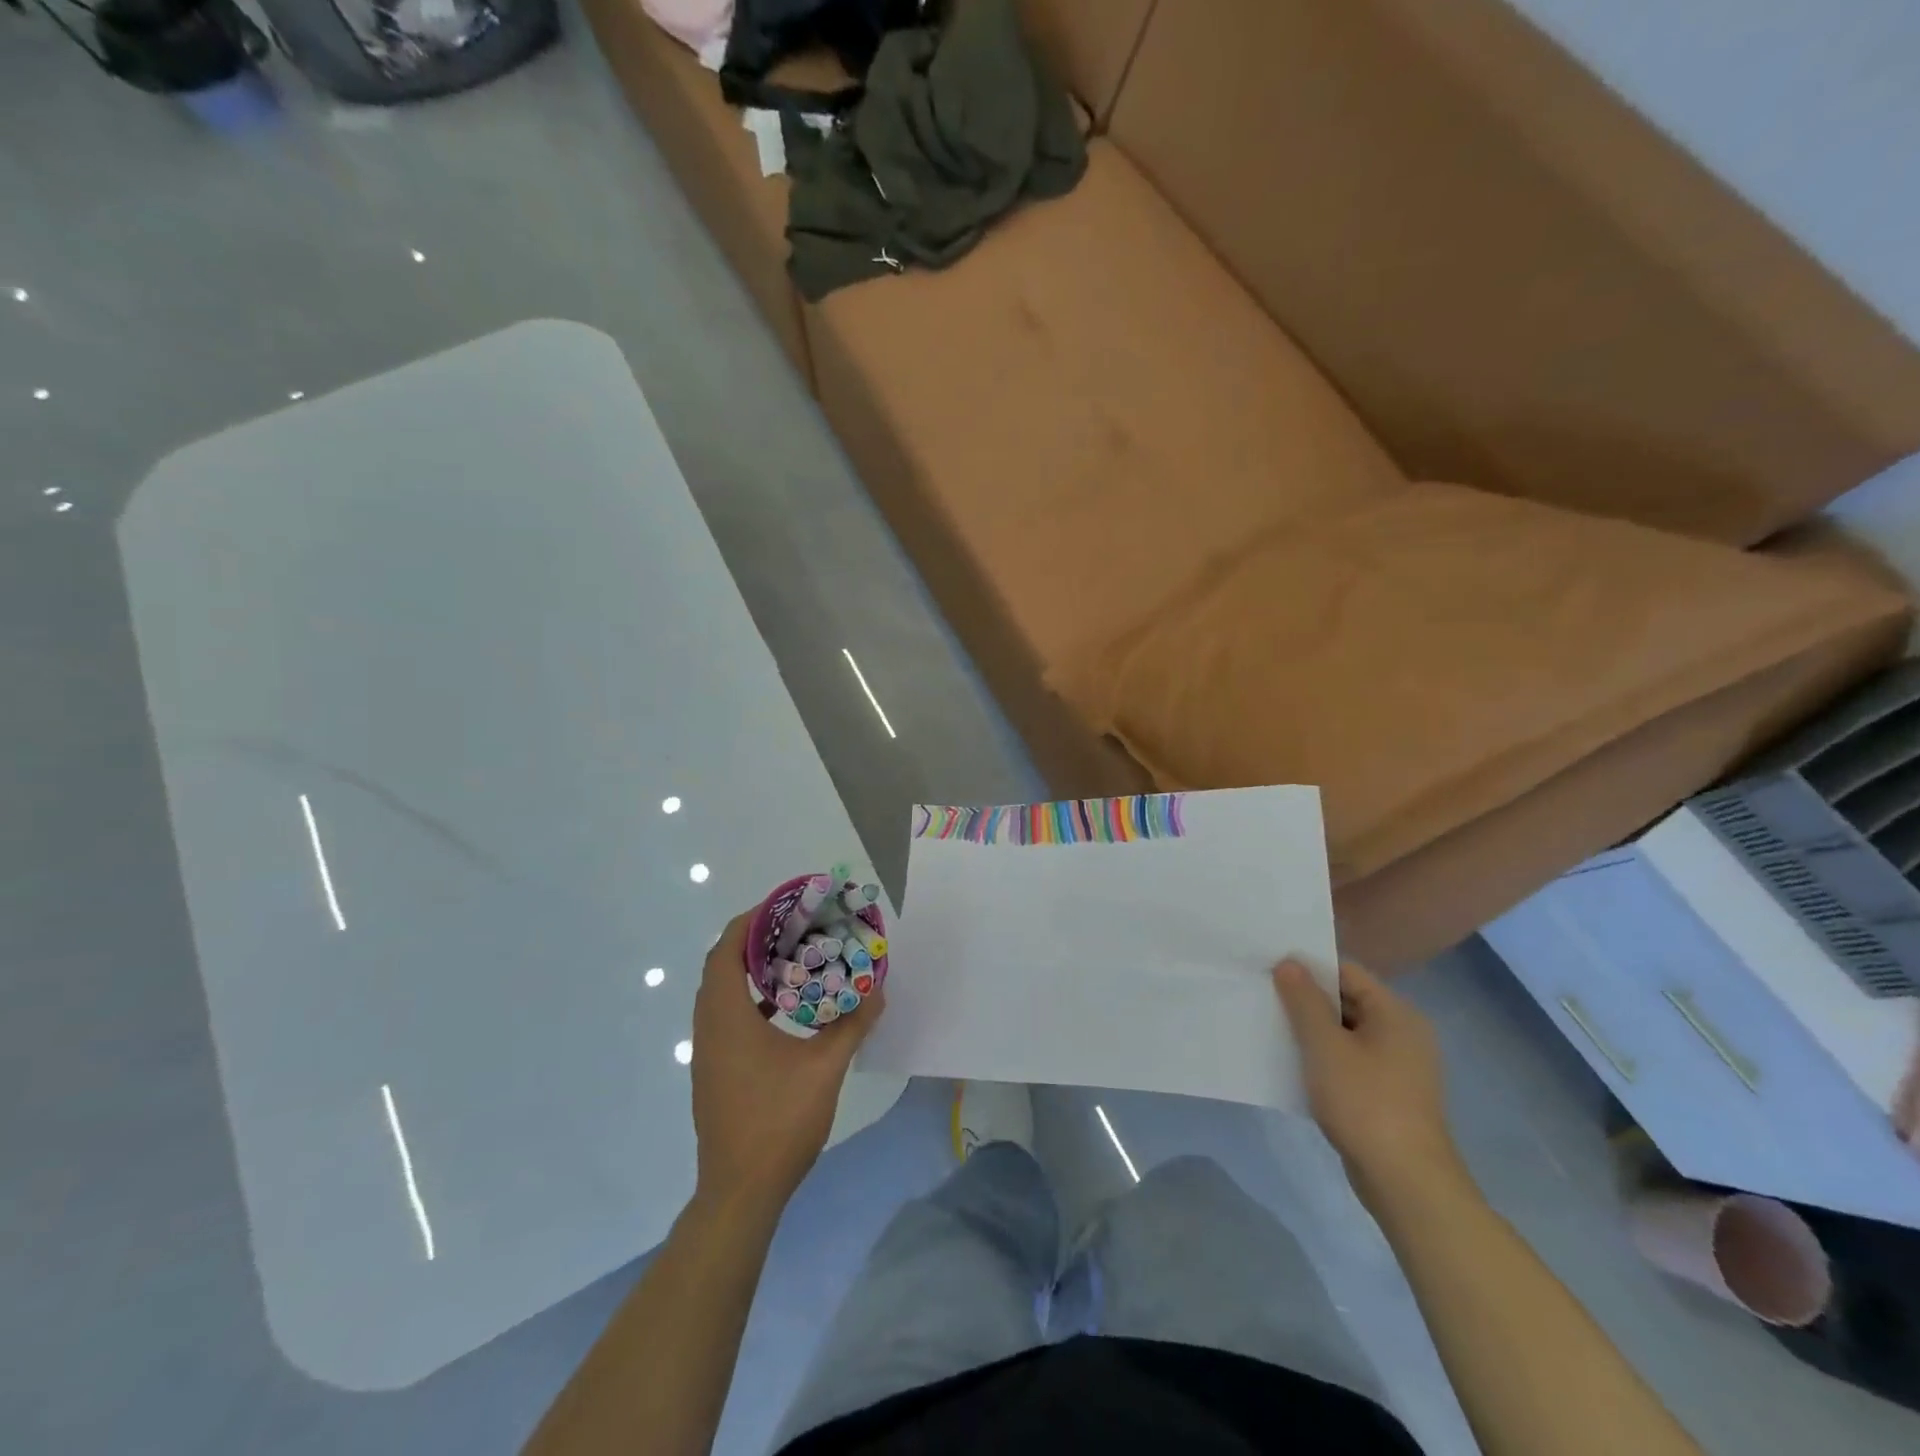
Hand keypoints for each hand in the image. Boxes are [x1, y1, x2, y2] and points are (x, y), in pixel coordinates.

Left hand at [689, 911, 885, 1211]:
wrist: (740, 1192)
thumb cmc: (778, 1122)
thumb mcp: (825, 1069)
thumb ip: (852, 1025)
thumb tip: (878, 991)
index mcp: (727, 1017)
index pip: (727, 949)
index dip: (751, 920)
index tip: (783, 905)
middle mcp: (709, 1027)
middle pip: (722, 965)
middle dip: (755, 939)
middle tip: (794, 927)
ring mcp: (708, 1052)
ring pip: (722, 993)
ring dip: (751, 970)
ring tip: (793, 958)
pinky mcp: (715, 1070)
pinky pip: (727, 1017)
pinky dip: (751, 999)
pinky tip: (785, 1009)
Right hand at [1273, 958, 1466, 1211]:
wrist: (1406, 1183)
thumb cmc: (1365, 1103)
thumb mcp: (1325, 1046)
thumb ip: (1304, 1001)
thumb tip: (1289, 963)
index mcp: (1396, 1013)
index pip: (1346, 971)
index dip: (1308, 966)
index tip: (1269, 967)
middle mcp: (1403, 1033)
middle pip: (1347, 1000)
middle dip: (1306, 998)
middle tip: (1263, 995)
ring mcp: (1399, 1066)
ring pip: (1346, 1032)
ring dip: (1312, 1030)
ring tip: (1271, 1026)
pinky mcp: (1389, 1094)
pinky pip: (1350, 1060)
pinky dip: (1324, 1057)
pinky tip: (1294, 1064)